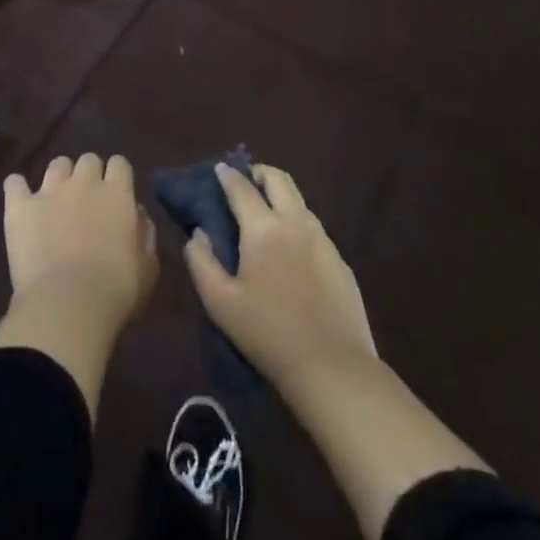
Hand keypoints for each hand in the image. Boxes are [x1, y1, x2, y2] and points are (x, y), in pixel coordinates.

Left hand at [0, 154, 157, 419]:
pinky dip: (17, 188)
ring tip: (57, 201)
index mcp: (117, 193)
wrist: (68, 304)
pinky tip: (20, 199)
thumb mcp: (147, 266)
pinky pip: (14, 183)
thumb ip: (144, 232)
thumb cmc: (117, 290)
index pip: (120, 164)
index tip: (116, 194)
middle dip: (90, 175)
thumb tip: (136, 212)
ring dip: (60, 178)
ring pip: (57, 165)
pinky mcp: (20, 205)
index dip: (117, 176)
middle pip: (89, 161)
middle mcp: (84, 182)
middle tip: (88, 202)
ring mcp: (49, 191)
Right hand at [183, 163, 376, 399]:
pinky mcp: (340, 262)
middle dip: (258, 173)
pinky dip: (297, 226)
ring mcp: (323, 240)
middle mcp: (295, 223)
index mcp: (263, 228)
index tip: (218, 170)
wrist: (333, 369)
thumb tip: (199, 234)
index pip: (240, 186)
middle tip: (245, 185)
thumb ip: (201, 261)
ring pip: (299, 202)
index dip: (226, 175)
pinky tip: (290, 254)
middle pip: (278, 179)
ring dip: (280, 198)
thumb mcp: (220, 302)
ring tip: (266, 218)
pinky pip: (314, 230)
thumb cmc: (268, 333)